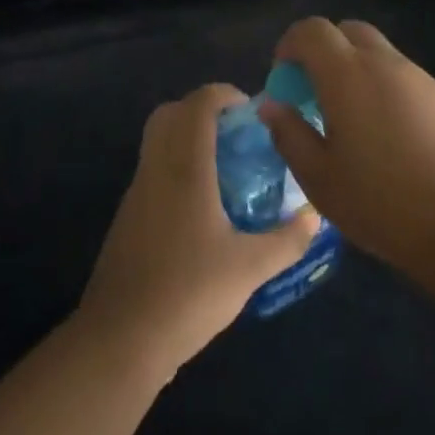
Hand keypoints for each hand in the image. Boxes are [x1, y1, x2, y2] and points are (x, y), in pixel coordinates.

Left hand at [76, 83, 317, 380]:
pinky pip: (152, 171)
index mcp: (185, 166)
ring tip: (225, 170)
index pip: (198, 104)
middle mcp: (156, 167)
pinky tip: (200, 208)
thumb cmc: (188, 293)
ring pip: (157, 142)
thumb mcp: (250, 268)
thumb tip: (315, 216)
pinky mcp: (127, 217)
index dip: (224, 94)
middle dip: (202, 111)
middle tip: (235, 135)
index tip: (251, 111)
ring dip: (187, 140)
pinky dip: (175, 168)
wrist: (120, 339)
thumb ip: (287, 240)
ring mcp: (137, 192)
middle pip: (170, 113)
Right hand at [257, 18, 434, 286]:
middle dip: (324, 52)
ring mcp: (422, 78)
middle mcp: (385, 63)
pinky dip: (385, 90)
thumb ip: (290, 135)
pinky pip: (404, 78)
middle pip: (348, 31)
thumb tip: (273, 105)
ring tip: (352, 124)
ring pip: (379, 54)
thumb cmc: (386, 204)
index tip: (283, 80)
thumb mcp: (321, 179)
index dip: (290, 45)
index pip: (312, 30)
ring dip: (356, 71)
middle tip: (315, 95)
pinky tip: (391, 141)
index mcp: (348, 74)